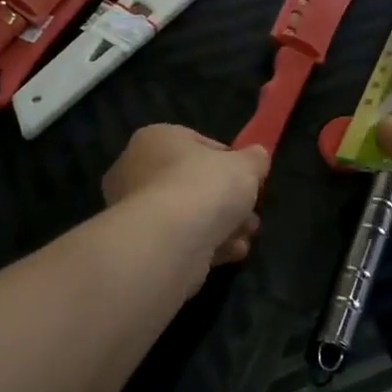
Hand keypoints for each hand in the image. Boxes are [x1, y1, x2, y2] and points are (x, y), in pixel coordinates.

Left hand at [102, 125, 268, 267]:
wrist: (170, 241)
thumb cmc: (205, 186)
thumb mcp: (246, 165)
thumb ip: (254, 159)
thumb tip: (257, 157)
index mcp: (156, 139)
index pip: (198, 144)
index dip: (229, 161)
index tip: (249, 178)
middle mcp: (136, 170)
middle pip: (193, 183)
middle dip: (228, 200)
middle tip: (251, 212)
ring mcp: (135, 211)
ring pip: (189, 215)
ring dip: (223, 225)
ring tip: (247, 235)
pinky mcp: (142, 245)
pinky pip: (181, 239)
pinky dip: (207, 245)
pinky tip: (232, 252)